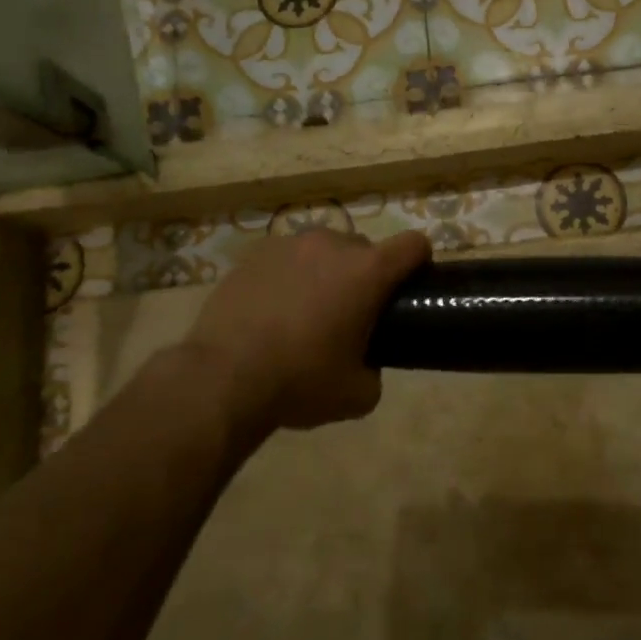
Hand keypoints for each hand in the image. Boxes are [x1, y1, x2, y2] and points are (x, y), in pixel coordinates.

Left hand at [180, 227, 430, 437]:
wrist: (221, 379)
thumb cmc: (300, 382)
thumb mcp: (357, 395)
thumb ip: (376, 370)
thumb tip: (366, 363)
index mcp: (367, 271)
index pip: (413, 244)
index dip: (419, 263)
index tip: (409, 287)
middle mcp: (332, 245)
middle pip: (365, 248)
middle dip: (365, 275)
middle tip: (350, 314)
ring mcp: (289, 245)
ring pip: (323, 251)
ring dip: (325, 273)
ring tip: (305, 312)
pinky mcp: (254, 254)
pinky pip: (286, 259)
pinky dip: (288, 277)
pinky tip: (271, 311)